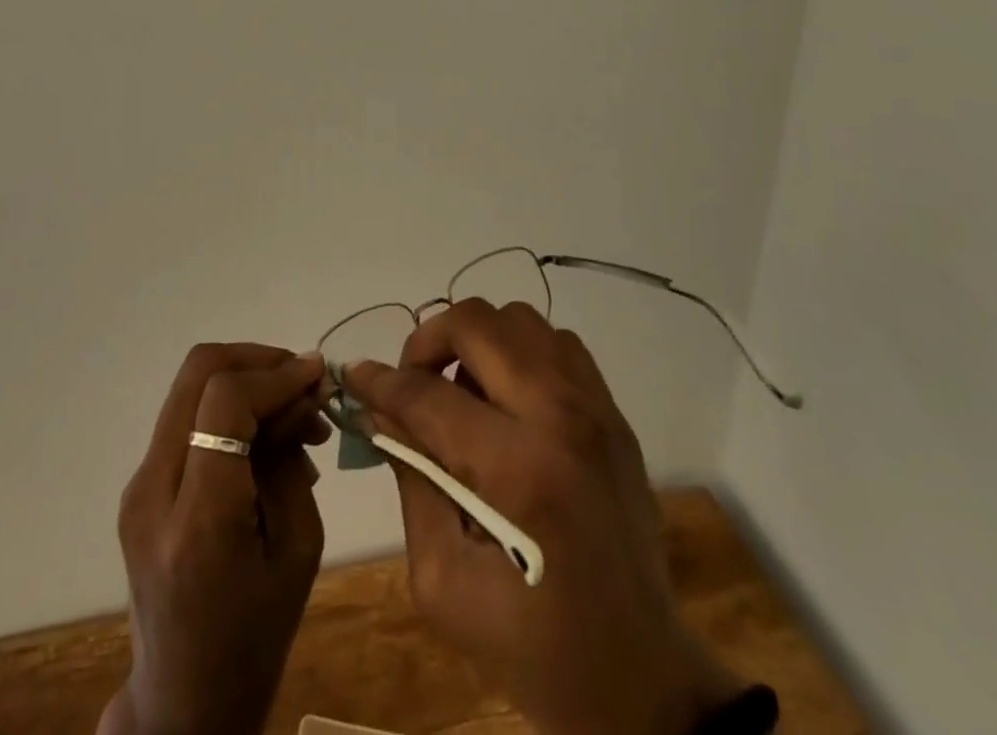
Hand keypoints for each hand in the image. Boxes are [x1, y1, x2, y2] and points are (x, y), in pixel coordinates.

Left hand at [102, 344, 330, 734]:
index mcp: (197, 522)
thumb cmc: (255, 637)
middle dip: (258, 359)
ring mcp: (137, 485)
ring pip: (191, 385)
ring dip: (247, 380)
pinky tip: (266, 437)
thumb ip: (293, 460)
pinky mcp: (139, 485)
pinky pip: (188, 416)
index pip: (225, 401)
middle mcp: (153, 491)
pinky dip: (230, 406)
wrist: (183, 701)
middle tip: (303, 382)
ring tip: (294, 414)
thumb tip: (300, 392)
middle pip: (198, 372)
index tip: (318, 376)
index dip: (276, 374)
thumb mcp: (298, 549)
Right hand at [344, 301, 743, 734]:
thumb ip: (412, 481)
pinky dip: (519, 350)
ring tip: (461, 389)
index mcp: (517, 471)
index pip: (429, 395)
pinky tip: (506, 397)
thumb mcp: (443, 583)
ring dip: (477, 341)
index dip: (380, 381)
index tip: (355, 377)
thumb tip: (382, 411)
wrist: (641, 678)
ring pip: (519, 319)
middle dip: (428, 342)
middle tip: (413, 383)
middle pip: (478, 324)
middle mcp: (560, 418)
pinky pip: (556, 342)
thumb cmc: (532, 645)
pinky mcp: (613, 412)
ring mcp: (594, 407)